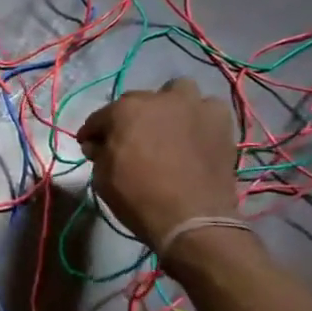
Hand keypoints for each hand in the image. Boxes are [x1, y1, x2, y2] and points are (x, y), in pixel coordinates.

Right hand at [76, 78, 240, 254]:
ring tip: (166, 127)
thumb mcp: (102, 177)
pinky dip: (198, 118)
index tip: (90, 145)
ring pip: (179, 92)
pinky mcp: (221, 123)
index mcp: (125, 110)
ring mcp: (194, 108)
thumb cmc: (137, 196)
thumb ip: (99, 153)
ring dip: (169, 105)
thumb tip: (99, 145)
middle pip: (137, 101)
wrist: (192, 219)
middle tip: (129, 140)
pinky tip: (193, 134)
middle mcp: (159, 99)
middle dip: (130, 118)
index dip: (92, 133)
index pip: (100, 117)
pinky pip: (207, 109)